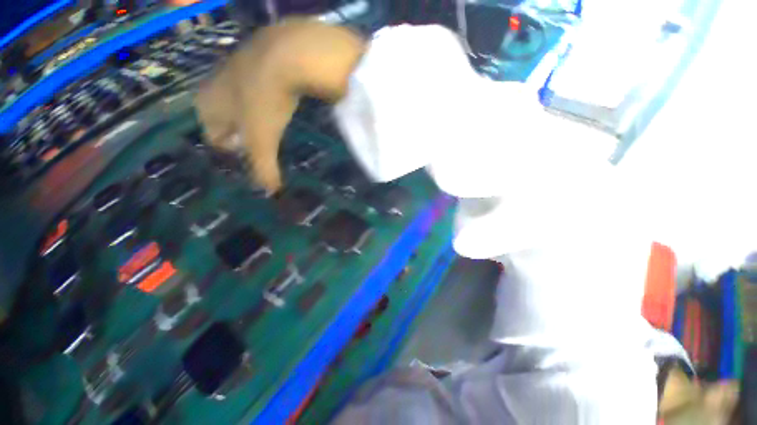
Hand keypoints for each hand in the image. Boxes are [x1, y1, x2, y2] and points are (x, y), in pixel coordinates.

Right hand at [194, 18, 365, 191]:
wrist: (285, 54)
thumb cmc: (264, 101)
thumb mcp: (263, 140)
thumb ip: (264, 168)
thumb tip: (270, 193)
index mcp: (208, 105)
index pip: (213, 138)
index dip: (230, 153)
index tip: (247, 161)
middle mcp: (216, 86)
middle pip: (226, 122)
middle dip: (241, 138)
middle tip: (259, 149)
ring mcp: (237, 71)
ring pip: (242, 105)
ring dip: (254, 120)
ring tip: (270, 132)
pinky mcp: (260, 64)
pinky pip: (259, 91)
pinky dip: (267, 103)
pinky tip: (279, 108)